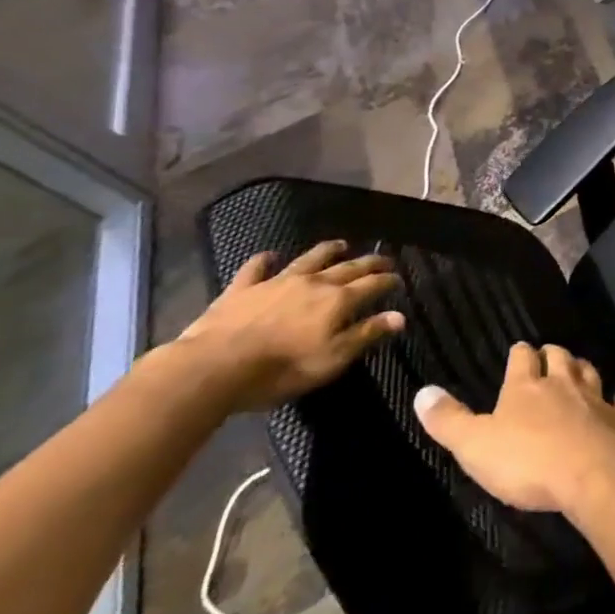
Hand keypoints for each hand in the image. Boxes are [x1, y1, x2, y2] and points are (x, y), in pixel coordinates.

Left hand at [174, 240, 404, 410]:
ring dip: (328, 250)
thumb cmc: (280, 369)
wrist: (214, 367)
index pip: (372, 285)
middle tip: (383, 259)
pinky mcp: (244, 288)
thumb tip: (400, 316)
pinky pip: (257, 268)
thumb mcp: (331, 360)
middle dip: (369, 262)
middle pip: (348, 267)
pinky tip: (270, 256)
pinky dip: (266, 260)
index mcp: (337, 300)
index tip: (398, 279)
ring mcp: (277, 282)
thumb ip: (366, 334)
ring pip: (310, 259)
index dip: (388, 281)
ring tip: (341, 244)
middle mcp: (314, 283)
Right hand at [413, 343, 614, 516]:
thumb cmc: (527, 461)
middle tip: (549, 354)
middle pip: (560, 357)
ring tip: (579, 367)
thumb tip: (422, 392)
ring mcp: (595, 398)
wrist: (590, 472)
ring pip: (589, 372)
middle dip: (553, 354)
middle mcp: (563, 383)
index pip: (522, 358)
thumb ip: (449, 420)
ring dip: (583, 368)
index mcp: (526, 387)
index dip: (519, 353)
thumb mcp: (474, 446)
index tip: (518, 350)